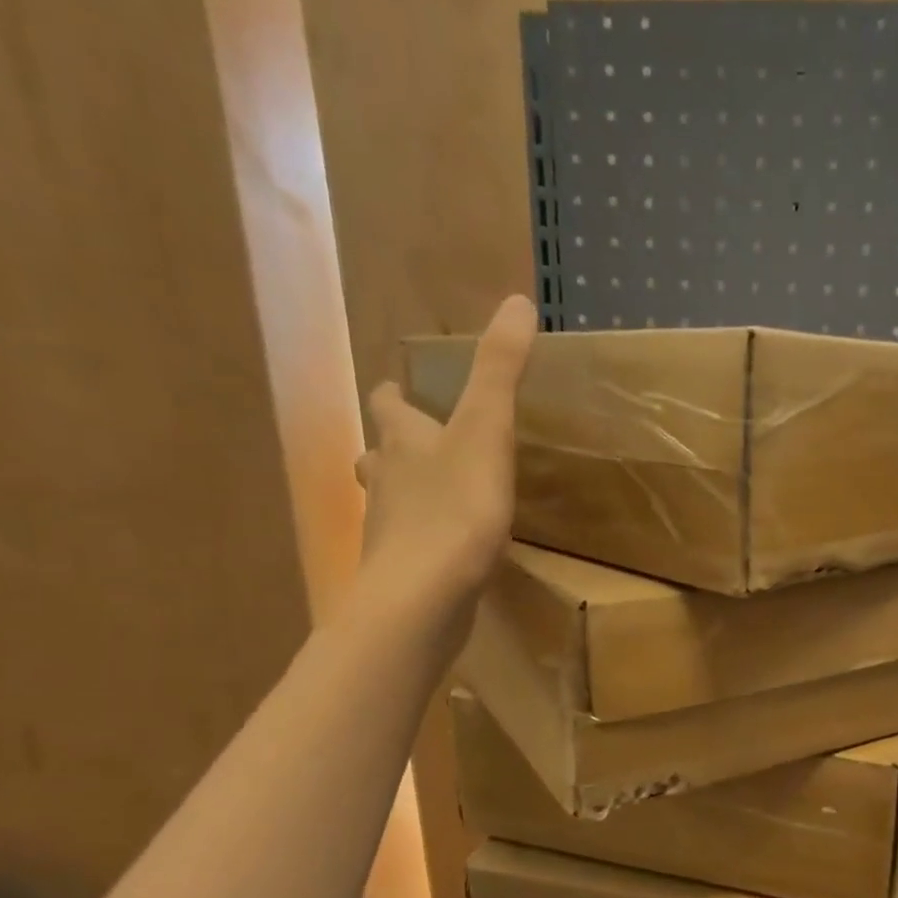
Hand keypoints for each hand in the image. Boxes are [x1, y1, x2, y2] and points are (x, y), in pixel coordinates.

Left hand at [355, 295, 536, 620]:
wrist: (424, 596)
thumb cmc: (456, 508)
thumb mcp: (486, 431)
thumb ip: (500, 372)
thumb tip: (517, 301)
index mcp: (403, 441)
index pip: (388, 405)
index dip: (395, 395)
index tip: (400, 390)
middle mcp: (386, 481)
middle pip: (380, 454)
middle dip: (394, 447)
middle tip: (416, 447)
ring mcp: (389, 531)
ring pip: (390, 502)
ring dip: (405, 494)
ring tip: (432, 499)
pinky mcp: (402, 573)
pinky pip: (409, 547)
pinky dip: (422, 541)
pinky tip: (445, 553)